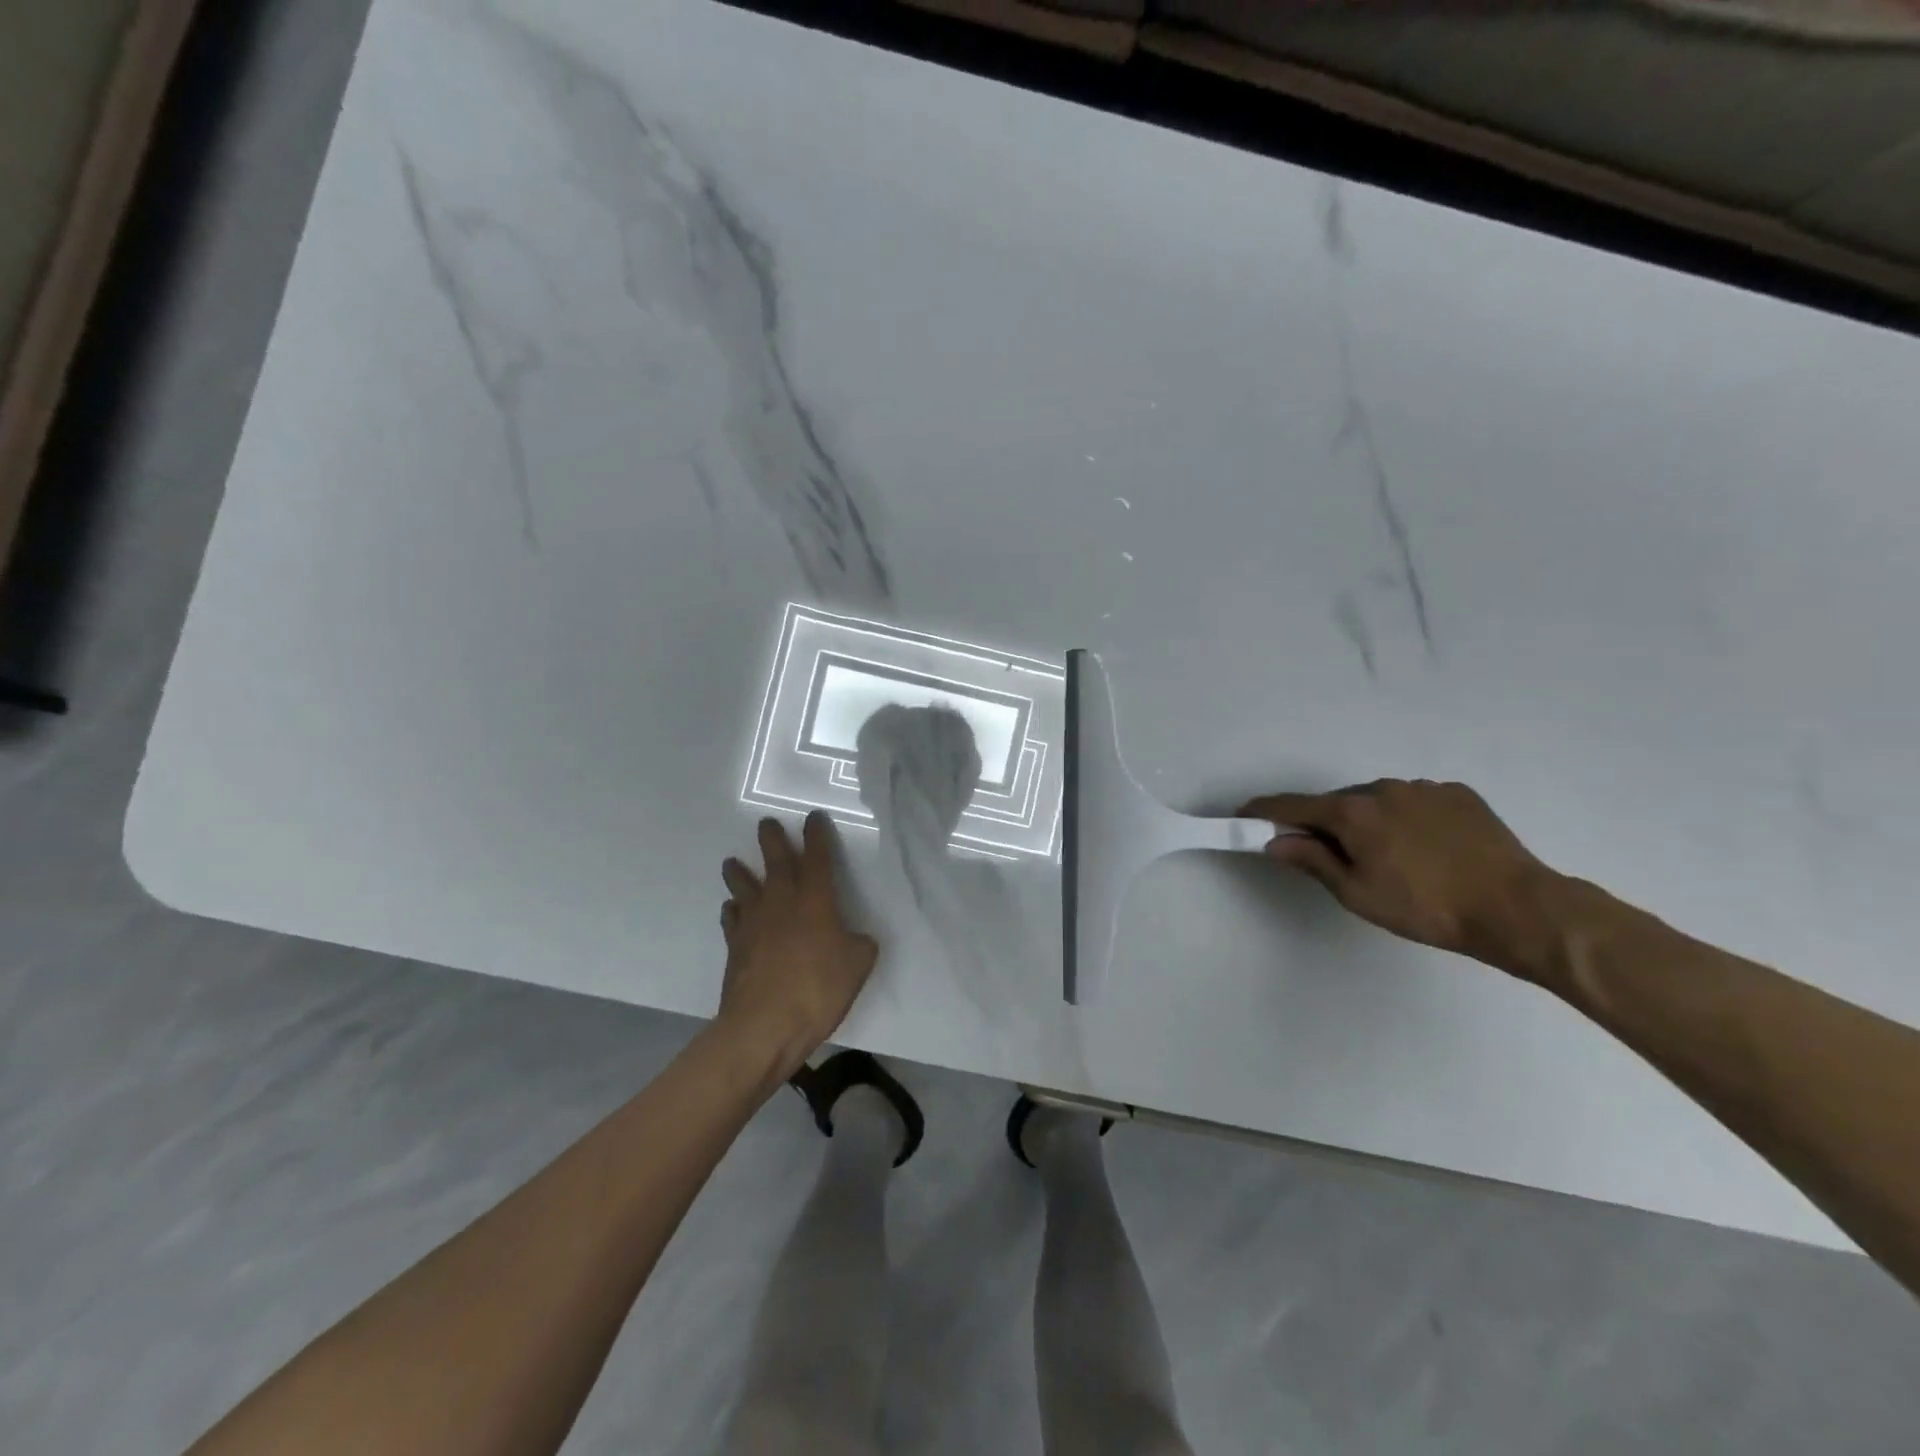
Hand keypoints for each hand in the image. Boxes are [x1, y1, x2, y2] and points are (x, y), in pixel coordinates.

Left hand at [718, 813, 878, 1074]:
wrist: (764, 1025)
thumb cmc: (817, 989)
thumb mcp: (857, 965)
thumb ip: (859, 945)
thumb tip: (855, 939)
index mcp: (815, 900)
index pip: (818, 858)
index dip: (817, 836)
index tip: (813, 817)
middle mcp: (782, 902)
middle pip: (776, 862)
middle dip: (773, 840)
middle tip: (766, 823)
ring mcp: (754, 924)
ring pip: (745, 888)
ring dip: (739, 873)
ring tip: (732, 862)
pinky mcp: (736, 948)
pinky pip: (732, 920)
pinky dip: (732, 911)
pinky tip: (732, 909)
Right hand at [1241, 780, 1567, 977]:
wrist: (1517, 908)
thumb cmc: (1425, 908)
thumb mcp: (1358, 894)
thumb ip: (1312, 861)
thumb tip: (1275, 841)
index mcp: (1352, 812)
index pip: (1292, 806)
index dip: (1264, 811)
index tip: (1244, 815)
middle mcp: (1382, 788)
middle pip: (1337, 803)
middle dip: (1324, 823)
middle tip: (1329, 855)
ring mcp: (1423, 787)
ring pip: (1377, 800)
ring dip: (1368, 820)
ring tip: (1388, 858)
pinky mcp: (1458, 794)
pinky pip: (1414, 801)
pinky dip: (1405, 818)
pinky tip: (1425, 848)